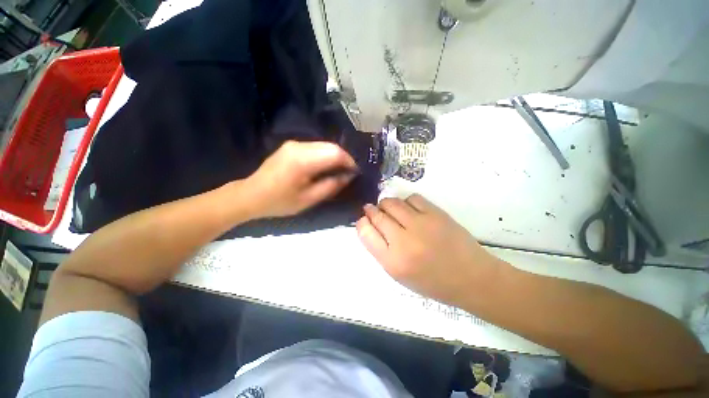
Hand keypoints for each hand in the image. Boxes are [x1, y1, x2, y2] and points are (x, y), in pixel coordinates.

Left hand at [244, 141, 357, 217]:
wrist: (251, 195)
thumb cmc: (280, 202)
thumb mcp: (309, 199)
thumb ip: (331, 186)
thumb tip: (348, 176)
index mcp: (302, 160)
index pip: (335, 153)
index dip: (349, 161)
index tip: (355, 173)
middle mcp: (298, 146)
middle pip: (330, 146)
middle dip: (344, 158)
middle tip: (349, 173)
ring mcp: (293, 144)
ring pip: (324, 145)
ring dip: (335, 157)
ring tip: (339, 171)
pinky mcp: (291, 146)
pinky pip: (315, 147)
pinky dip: (325, 155)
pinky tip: (326, 167)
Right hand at [356, 194, 504, 306]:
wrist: (471, 278)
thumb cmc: (432, 281)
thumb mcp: (399, 274)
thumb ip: (381, 250)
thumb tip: (370, 226)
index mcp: (392, 261)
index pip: (366, 233)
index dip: (362, 223)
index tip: (364, 220)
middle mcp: (404, 241)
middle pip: (377, 215)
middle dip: (371, 210)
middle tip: (372, 210)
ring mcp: (421, 224)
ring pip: (392, 203)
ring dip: (386, 204)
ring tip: (389, 209)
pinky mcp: (436, 214)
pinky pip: (412, 198)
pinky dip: (406, 202)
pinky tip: (409, 209)